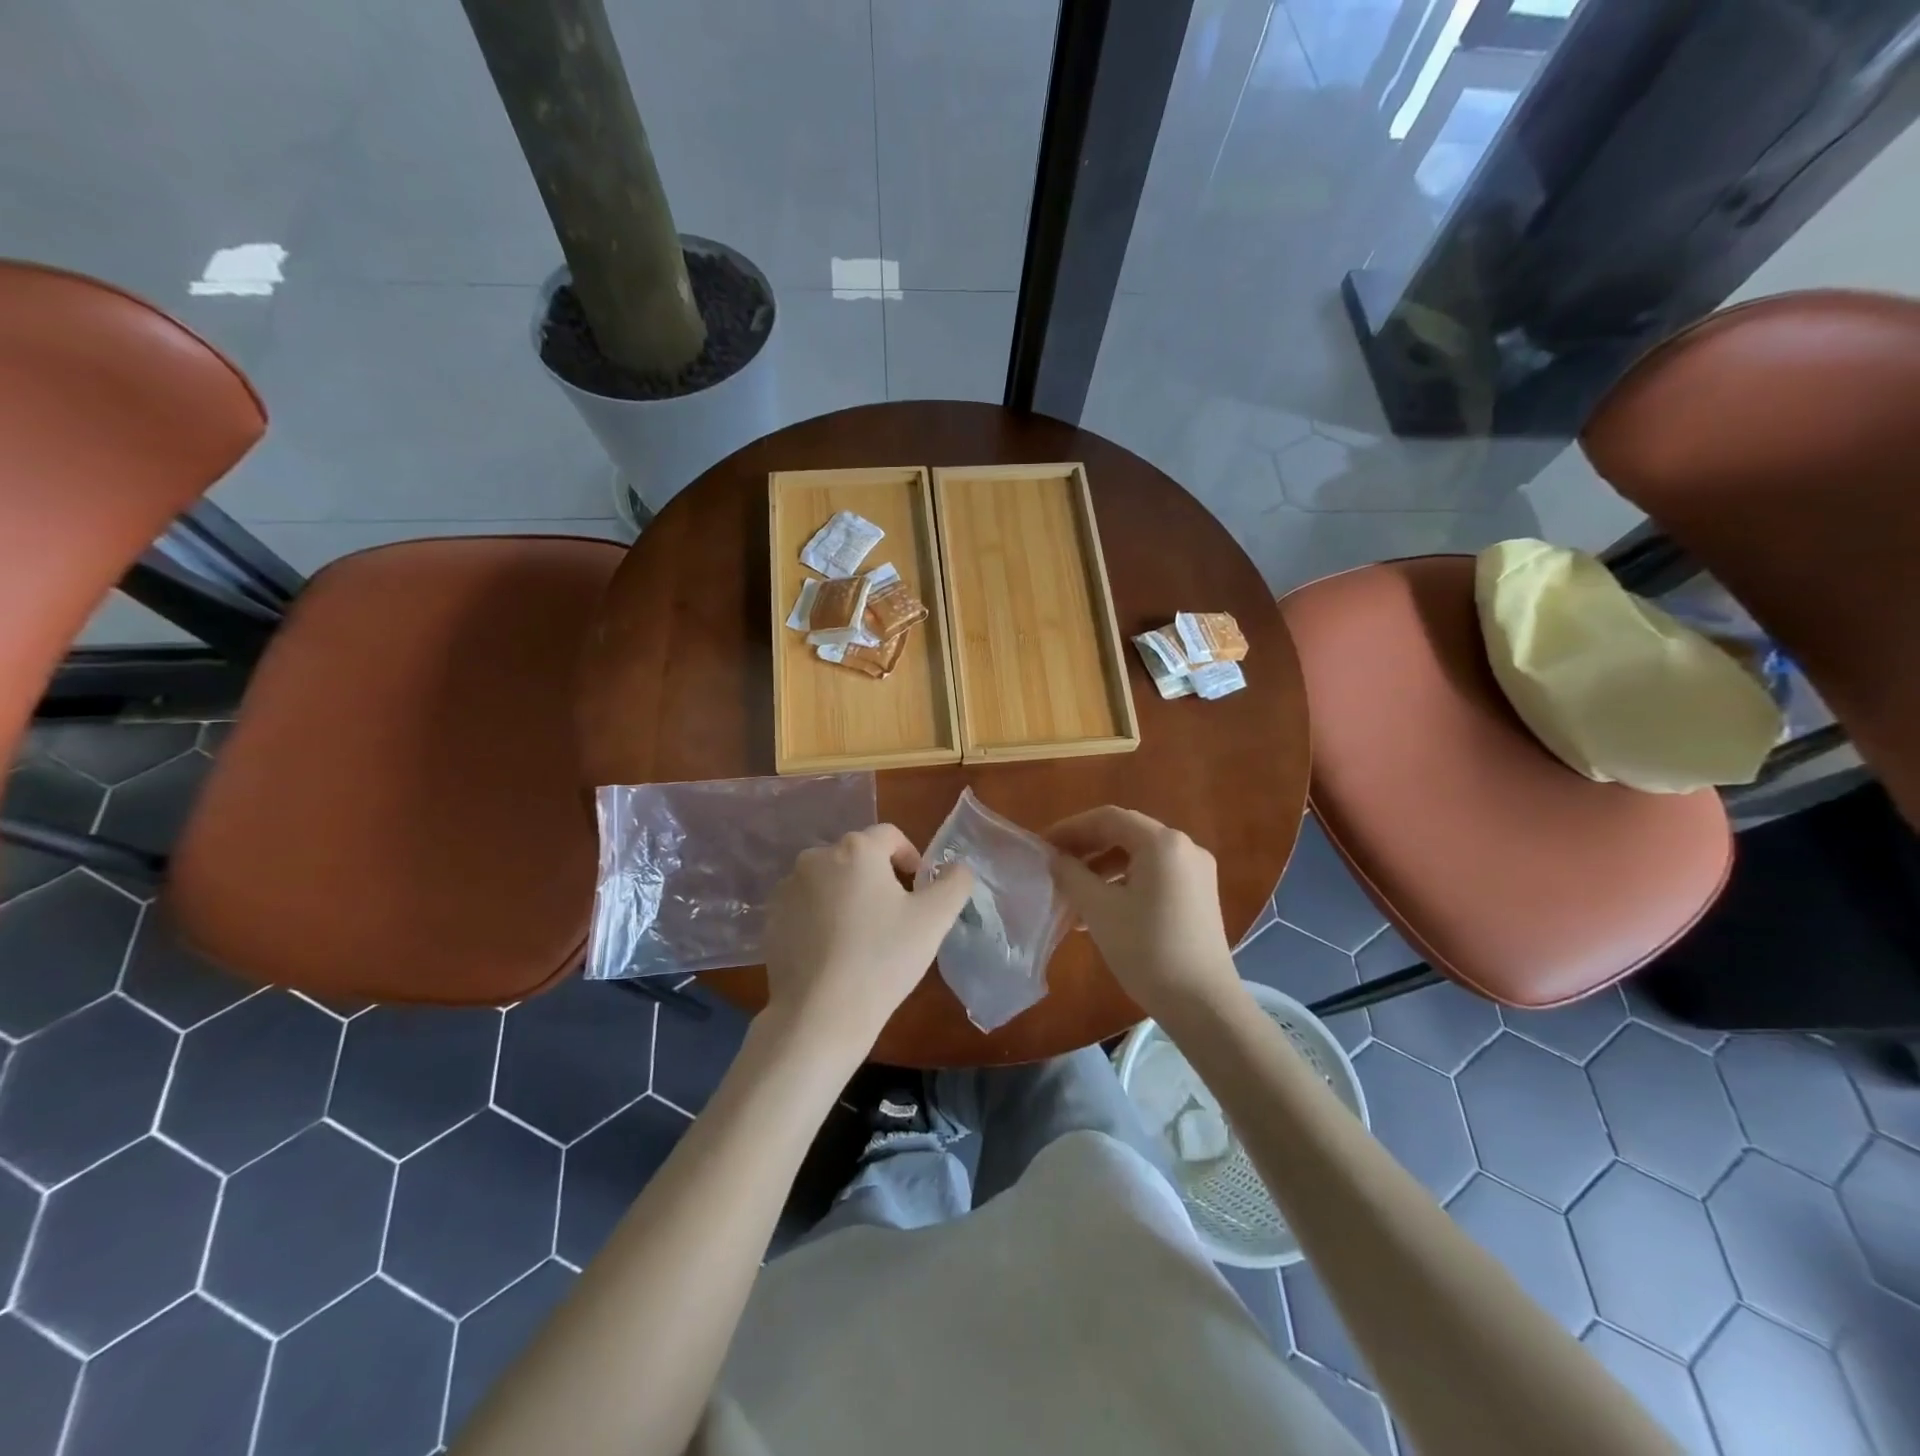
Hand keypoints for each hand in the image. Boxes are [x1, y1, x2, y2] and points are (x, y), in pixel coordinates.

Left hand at [761, 824, 974, 1056]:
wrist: (819, 1015)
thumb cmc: (882, 959)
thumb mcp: (935, 919)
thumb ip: (955, 883)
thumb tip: (956, 868)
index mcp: (856, 849)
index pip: (890, 836)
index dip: (911, 859)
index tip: (919, 892)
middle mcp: (816, 857)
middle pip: (858, 858)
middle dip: (878, 879)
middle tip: (894, 919)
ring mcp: (787, 888)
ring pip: (830, 881)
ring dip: (848, 896)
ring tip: (862, 937)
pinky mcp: (771, 918)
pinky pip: (806, 906)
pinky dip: (822, 918)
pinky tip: (833, 952)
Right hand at [1046, 807, 1241, 1020]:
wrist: (1203, 1004)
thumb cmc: (1147, 949)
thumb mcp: (1099, 909)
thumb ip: (1072, 875)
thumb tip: (1056, 859)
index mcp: (1162, 843)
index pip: (1108, 818)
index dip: (1071, 828)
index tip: (1042, 846)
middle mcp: (1184, 848)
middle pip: (1125, 834)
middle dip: (1086, 847)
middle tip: (1055, 865)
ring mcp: (1196, 873)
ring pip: (1139, 857)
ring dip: (1103, 868)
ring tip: (1073, 894)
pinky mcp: (1199, 897)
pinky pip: (1154, 876)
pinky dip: (1124, 884)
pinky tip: (1101, 910)